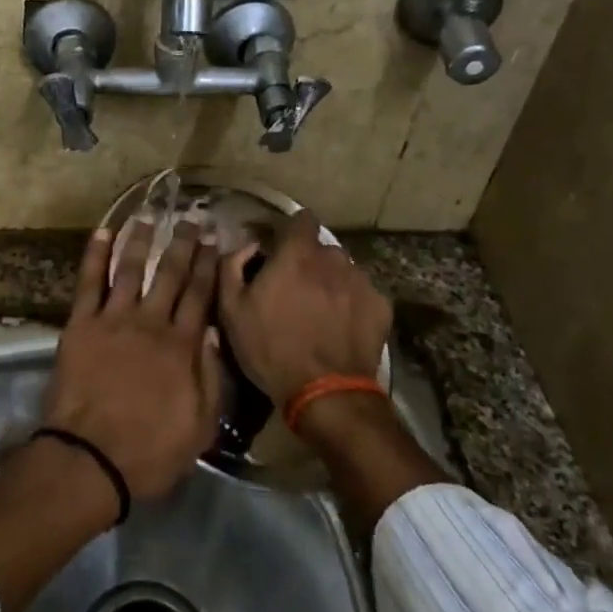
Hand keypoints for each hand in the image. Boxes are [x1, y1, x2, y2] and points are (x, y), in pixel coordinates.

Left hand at [41, 219, 221, 502]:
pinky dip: (95, 255)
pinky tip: (102, 233)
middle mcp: (151, 322)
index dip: (209, 266)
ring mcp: (114, 320)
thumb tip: (212, 332)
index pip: (200, 295)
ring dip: (142, 239)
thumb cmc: (150, 450)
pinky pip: (89, 282)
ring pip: (131, 269)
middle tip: (191, 218)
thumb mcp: (201, 426)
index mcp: (182, 346)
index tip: (215, 240)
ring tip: (149, 215)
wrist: (91, 459)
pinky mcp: (81, 325)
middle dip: (183, 244)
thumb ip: (211, 377)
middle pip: (171, 274)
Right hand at [217, 209, 390, 405]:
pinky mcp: (381, 307)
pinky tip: (341, 328)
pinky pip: (362, 294)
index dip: (290, 230)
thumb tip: (248, 245)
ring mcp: (361, 282)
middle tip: (295, 290)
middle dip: (309, 262)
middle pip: (321, 249)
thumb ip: (232, 266)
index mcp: (296, 254)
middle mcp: (333, 258)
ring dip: (331, 282)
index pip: (301, 218)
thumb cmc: (271, 349)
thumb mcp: (231, 310)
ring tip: (320, 312)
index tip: (280, 248)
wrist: (326, 393)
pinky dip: (352, 304)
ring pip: (343, 271)